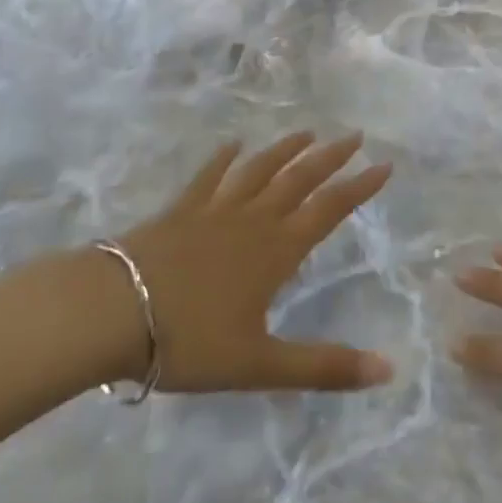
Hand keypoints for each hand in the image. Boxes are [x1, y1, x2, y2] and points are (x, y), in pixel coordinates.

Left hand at [114, 132, 394, 393]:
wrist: (113, 313)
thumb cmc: (190, 342)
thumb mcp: (260, 365)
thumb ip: (324, 367)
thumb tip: (388, 370)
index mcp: (276, 250)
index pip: (329, 209)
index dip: (359, 187)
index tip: (384, 165)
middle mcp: (252, 220)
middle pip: (299, 179)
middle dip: (330, 157)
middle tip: (355, 135)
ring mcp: (214, 210)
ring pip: (259, 170)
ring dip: (286, 150)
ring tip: (307, 132)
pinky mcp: (180, 210)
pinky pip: (208, 176)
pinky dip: (223, 159)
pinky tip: (233, 144)